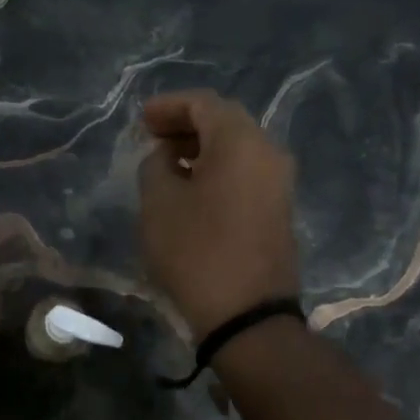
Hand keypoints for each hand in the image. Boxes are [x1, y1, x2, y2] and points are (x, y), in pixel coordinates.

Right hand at [137, 90, 299, 337]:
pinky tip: (191, 186)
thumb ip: (155, 165)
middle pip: (225, 121)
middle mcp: (268, 152)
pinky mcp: (278, 208)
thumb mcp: (159, 204)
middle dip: (186, 124)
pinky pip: (246, 171)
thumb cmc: (196, 252)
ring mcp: (279, 182)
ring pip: (237, 148)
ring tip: (166, 162)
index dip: (168, 106)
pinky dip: (217, 168)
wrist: (247, 316)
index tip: (141, 120)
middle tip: (152, 136)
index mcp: (241, 142)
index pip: (203, 104)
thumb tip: (167, 156)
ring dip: (201, 147)